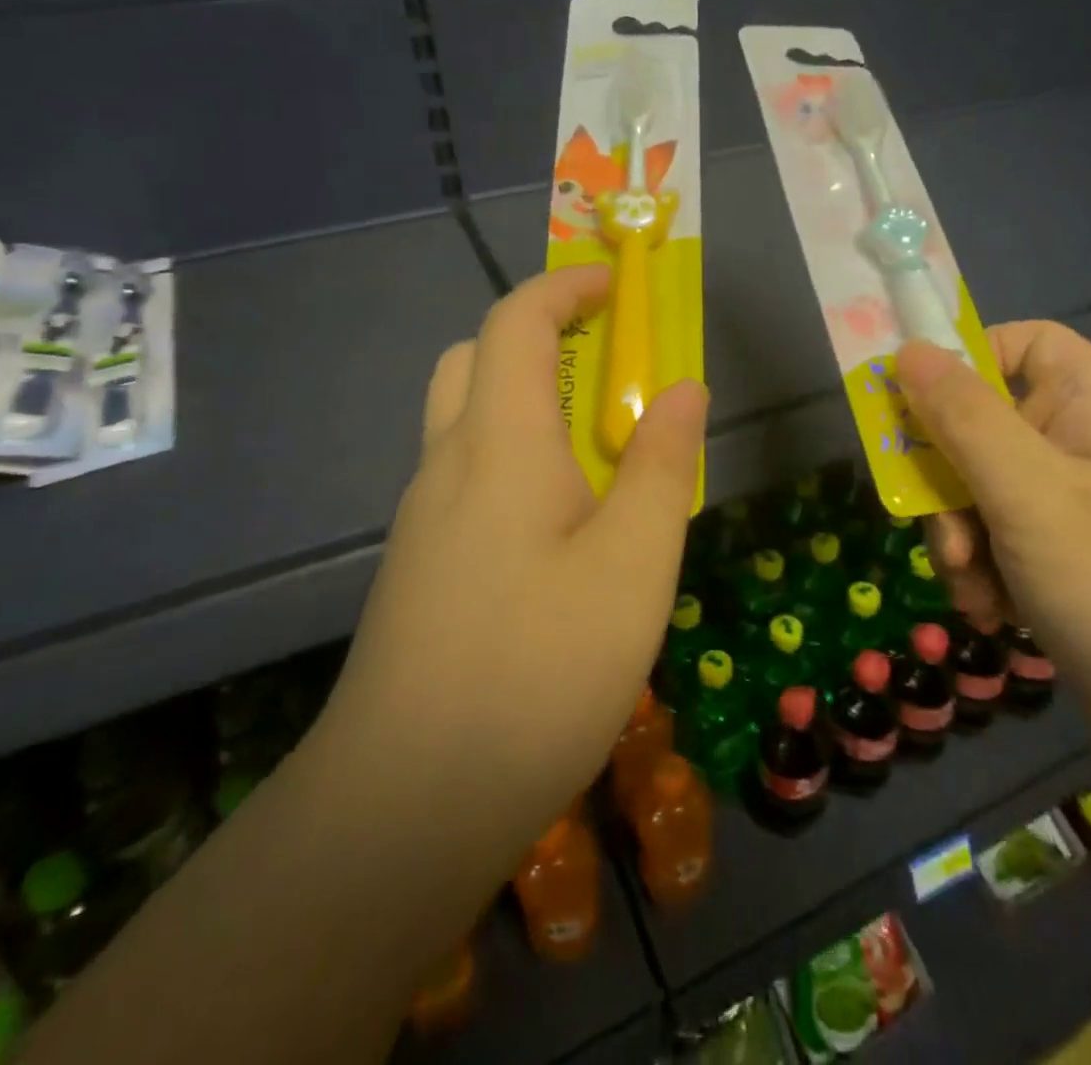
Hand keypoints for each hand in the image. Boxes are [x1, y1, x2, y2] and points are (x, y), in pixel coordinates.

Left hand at [319, 265, 706, 863]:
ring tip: (602, 452)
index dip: (567, 287)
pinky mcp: (423, 567)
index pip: (516, 322)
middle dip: (542, 337)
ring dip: (531, 403)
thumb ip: (663, 466)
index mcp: (499, 443)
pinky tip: (564, 528)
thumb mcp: (634, 564)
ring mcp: (425, 519)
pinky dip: (519, 460)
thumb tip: (683, 389)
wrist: (407, 804)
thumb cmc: (538, 668)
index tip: (620, 286)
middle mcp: (448, 464)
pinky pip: (470, 478)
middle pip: (477, 360)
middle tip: (610, 366)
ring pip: (469, 422)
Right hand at [898, 323, 1090, 778]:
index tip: (911, 409)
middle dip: (946, 481)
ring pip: (979, 490)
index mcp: (1090, 402)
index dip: (960, 363)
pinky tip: (996, 614)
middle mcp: (1084, 443)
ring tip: (976, 590)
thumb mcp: (1029, 494)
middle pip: (980, 425)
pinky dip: (984, 573)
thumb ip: (962, 417)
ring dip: (960, 537)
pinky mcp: (1069, 562)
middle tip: (944, 531)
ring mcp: (1078, 506)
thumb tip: (908, 348)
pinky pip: (1000, 541)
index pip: (1016, 342)